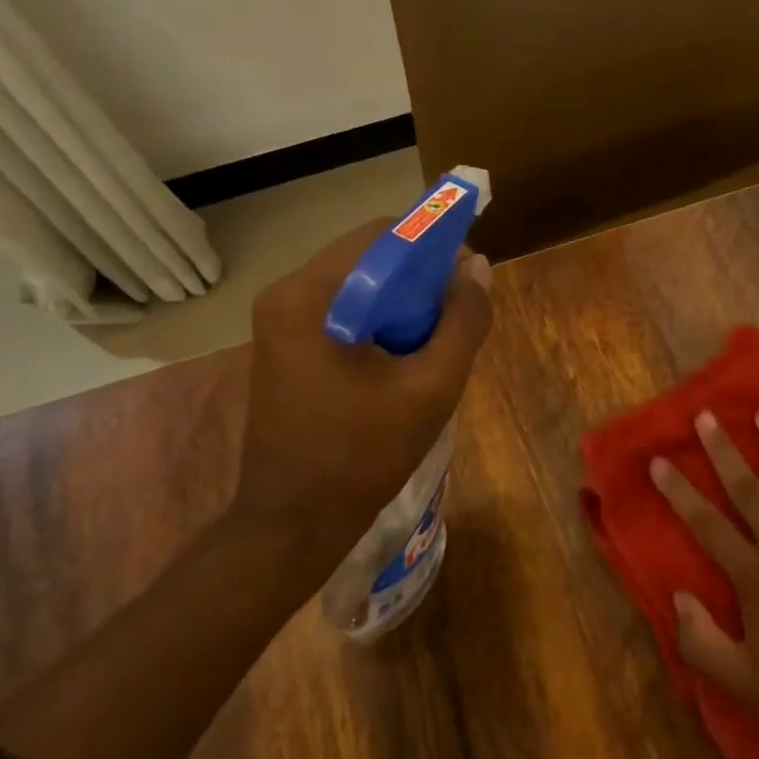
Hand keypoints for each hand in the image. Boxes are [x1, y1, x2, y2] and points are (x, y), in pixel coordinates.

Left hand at [228, 218, 492, 580]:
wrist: (293, 523)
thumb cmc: (363, 454)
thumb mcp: (431, 386)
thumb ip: (463, 321)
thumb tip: (478, 267)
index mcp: (311, 295)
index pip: (383, 235)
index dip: (435, 244)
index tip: (468, 277)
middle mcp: (287, 294)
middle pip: (369, 258)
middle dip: (420, 278)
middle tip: (457, 316)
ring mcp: (280, 321)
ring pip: (359, 285)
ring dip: (402, 302)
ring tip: (435, 341)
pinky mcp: (285, 346)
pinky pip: (343, 311)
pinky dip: (380, 321)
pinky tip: (404, 357)